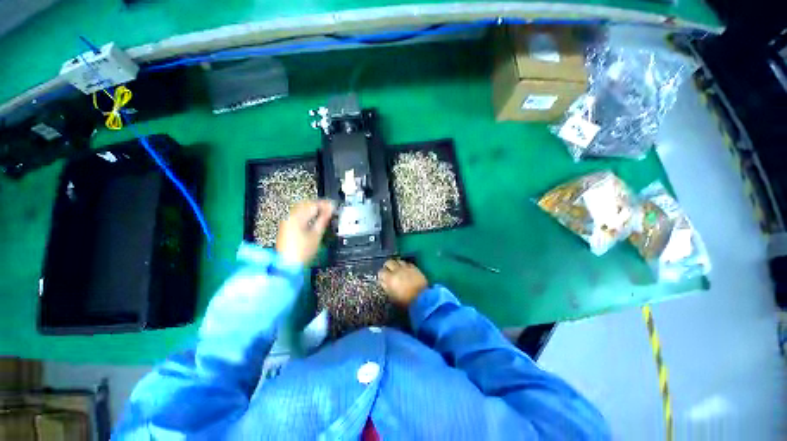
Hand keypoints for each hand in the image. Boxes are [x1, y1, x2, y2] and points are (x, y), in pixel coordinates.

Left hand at [276, 200, 334, 264]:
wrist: (288, 265)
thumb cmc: (302, 252)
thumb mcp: (317, 234)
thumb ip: (324, 219)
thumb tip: (330, 210)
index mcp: (297, 217)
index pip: (313, 204)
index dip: (325, 204)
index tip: (333, 206)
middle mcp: (290, 217)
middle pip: (306, 204)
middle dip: (318, 205)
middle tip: (330, 208)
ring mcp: (287, 222)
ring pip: (301, 209)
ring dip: (313, 209)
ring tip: (323, 213)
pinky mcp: (287, 228)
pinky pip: (298, 215)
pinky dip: (307, 215)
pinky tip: (313, 219)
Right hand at [378, 259, 427, 306]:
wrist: (422, 299)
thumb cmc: (405, 301)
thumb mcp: (392, 297)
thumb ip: (386, 287)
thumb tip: (383, 281)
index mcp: (389, 278)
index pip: (381, 272)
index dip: (381, 275)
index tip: (382, 278)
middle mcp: (397, 270)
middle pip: (389, 262)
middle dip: (388, 266)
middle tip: (388, 271)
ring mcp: (406, 267)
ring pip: (398, 260)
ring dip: (397, 264)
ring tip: (397, 269)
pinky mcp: (414, 267)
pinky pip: (407, 263)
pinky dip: (405, 265)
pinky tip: (406, 269)